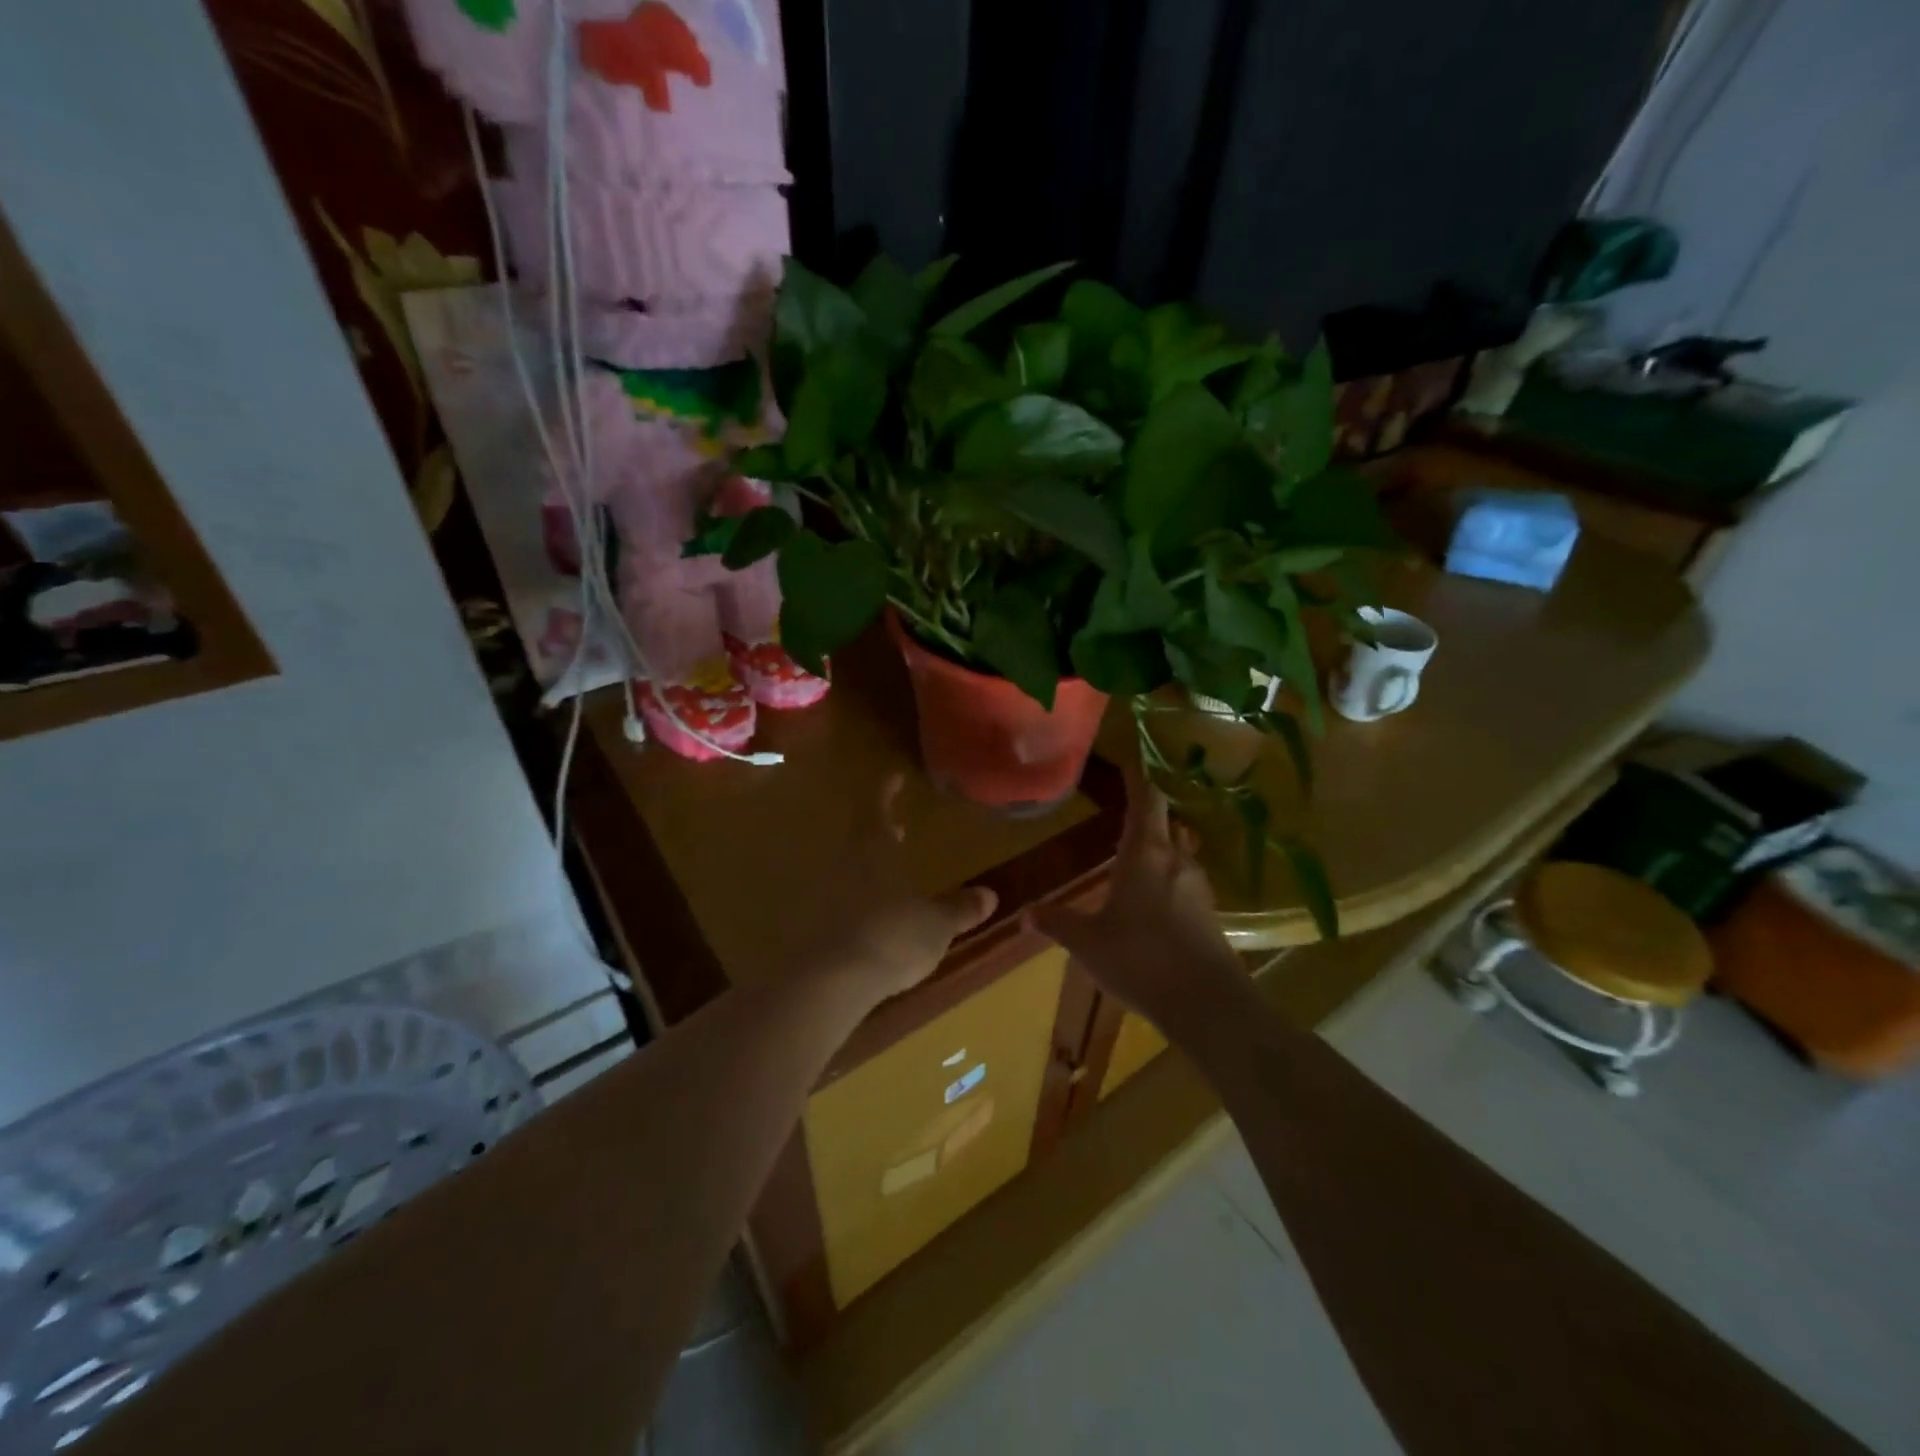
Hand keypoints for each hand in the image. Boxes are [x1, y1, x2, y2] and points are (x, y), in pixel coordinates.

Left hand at [812, 774, 999, 1004]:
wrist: (832, 980)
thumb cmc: (892, 936)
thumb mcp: (936, 924)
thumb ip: (959, 909)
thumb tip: (990, 894)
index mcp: (876, 852)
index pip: (879, 811)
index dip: (886, 794)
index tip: (893, 778)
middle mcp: (848, 866)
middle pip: (863, 841)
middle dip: (880, 833)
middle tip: (896, 828)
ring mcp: (828, 896)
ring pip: (852, 871)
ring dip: (870, 868)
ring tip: (890, 874)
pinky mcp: (818, 928)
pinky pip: (843, 904)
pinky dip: (859, 902)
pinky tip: (874, 918)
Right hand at [1026, 752, 1249, 1039]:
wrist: (1206, 1002)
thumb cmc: (1139, 959)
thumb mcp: (1088, 942)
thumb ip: (1058, 923)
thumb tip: (1024, 914)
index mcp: (1145, 854)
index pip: (1145, 800)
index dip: (1137, 778)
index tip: (1128, 761)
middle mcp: (1175, 860)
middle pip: (1166, 821)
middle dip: (1148, 813)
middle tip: (1124, 811)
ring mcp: (1197, 886)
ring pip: (1179, 851)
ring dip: (1160, 845)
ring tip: (1137, 853)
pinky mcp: (1209, 912)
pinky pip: (1186, 879)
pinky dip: (1170, 875)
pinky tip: (1155, 897)